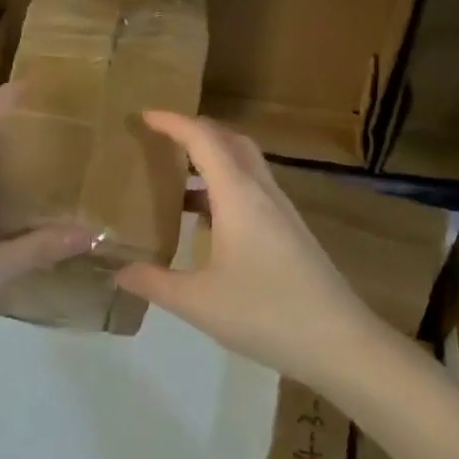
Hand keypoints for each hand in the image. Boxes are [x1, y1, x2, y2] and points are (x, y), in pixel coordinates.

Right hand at [114, 112, 387, 390]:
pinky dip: (226, 188)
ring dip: (213, 161)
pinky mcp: (291, 232)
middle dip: (196, 132)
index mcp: (238, 196)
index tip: (144, 115)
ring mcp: (282, 212)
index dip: (173, 123)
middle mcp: (262, 193)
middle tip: (162, 140)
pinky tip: (208, 223)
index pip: (203, 139)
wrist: (340, 343)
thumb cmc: (265, 313)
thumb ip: (154, 282)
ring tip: (177, 181)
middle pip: (230, 141)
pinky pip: (254, 191)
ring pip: (246, 166)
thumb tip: (119, 271)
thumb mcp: (197, 302)